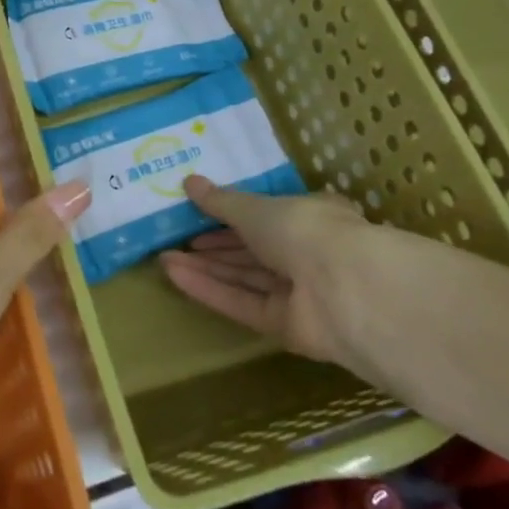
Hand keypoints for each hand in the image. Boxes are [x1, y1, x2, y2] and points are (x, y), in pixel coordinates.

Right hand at [157, 176, 370, 363]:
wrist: (344, 288)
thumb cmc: (304, 229)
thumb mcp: (255, 208)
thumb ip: (221, 201)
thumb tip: (189, 181)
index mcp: (310, 217)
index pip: (267, 216)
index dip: (231, 216)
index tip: (197, 214)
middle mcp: (306, 254)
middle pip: (252, 251)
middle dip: (214, 246)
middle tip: (175, 240)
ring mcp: (299, 293)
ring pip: (245, 278)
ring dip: (206, 268)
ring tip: (163, 258)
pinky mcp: (287, 326)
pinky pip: (243, 303)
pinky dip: (211, 290)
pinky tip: (176, 276)